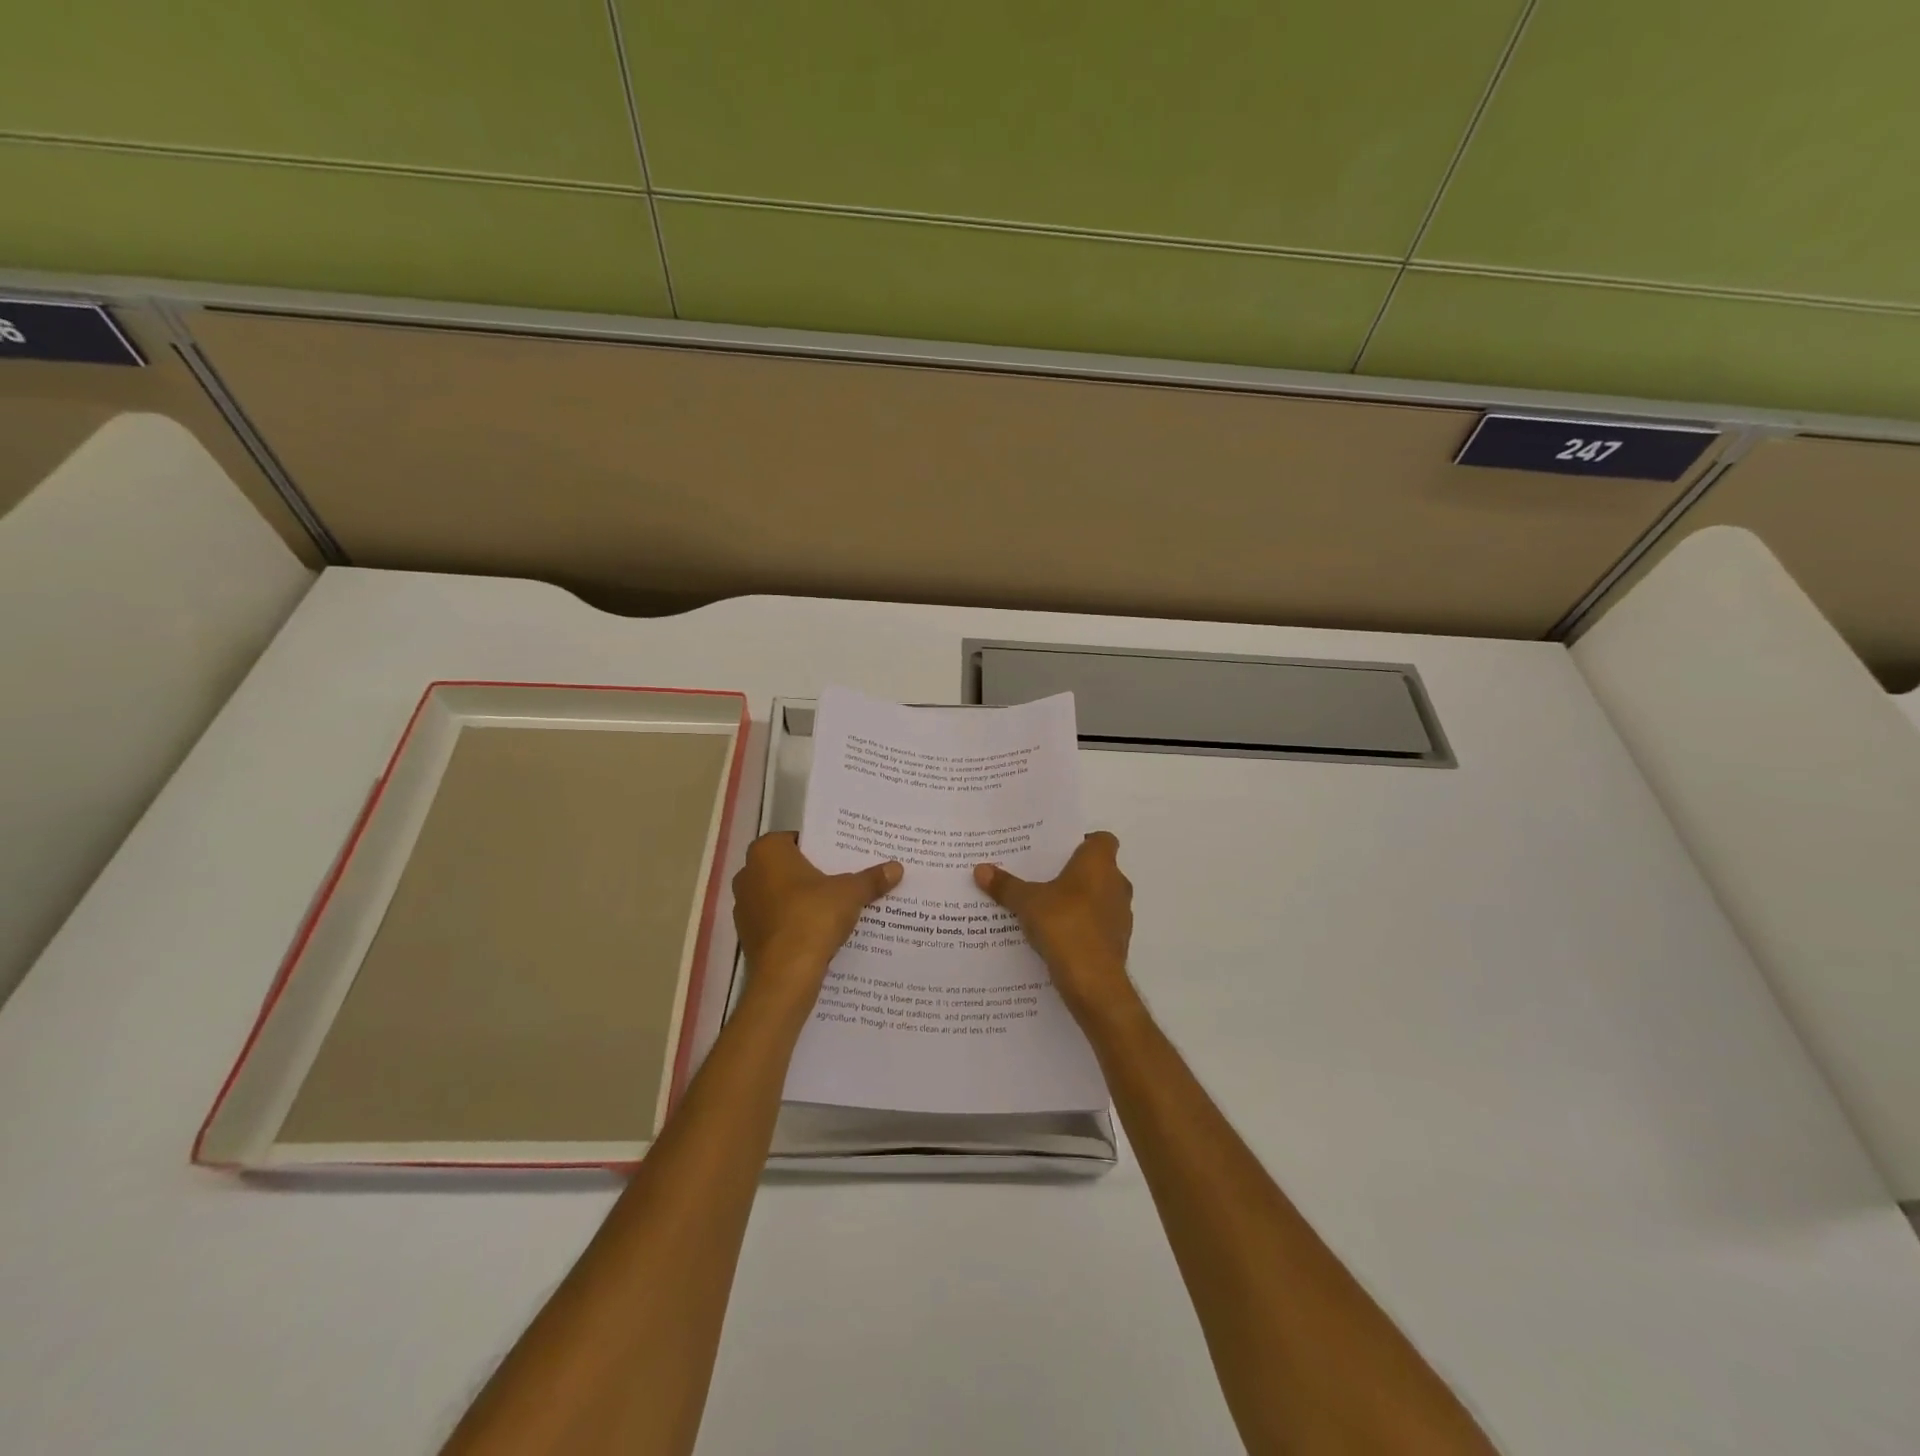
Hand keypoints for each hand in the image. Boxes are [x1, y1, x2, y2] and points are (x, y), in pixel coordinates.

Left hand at [733, 833, 901, 1004]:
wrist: (786, 974)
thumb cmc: (813, 917)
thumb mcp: (851, 893)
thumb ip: (871, 878)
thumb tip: (897, 867)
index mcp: (767, 852)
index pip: (796, 839)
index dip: (819, 848)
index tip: (841, 857)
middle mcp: (748, 874)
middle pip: (786, 868)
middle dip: (811, 874)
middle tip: (841, 879)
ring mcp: (743, 907)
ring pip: (779, 895)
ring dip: (800, 900)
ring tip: (833, 906)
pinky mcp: (747, 936)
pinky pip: (775, 921)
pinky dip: (793, 923)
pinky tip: (817, 931)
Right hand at [974, 831, 1135, 1022]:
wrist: (1093, 981)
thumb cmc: (1064, 925)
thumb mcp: (1027, 902)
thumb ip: (1006, 885)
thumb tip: (980, 869)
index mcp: (1100, 864)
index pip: (1101, 840)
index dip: (1082, 842)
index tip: (1057, 851)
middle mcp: (1116, 884)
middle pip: (1097, 870)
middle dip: (1073, 874)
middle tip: (1041, 877)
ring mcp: (1121, 915)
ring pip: (1098, 899)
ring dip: (1077, 902)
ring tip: (1044, 908)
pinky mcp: (1117, 942)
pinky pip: (1096, 925)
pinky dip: (1080, 927)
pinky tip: (1054, 936)